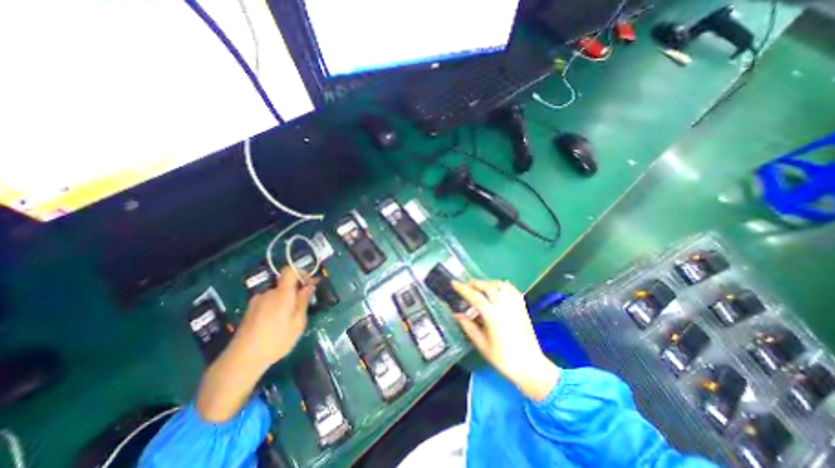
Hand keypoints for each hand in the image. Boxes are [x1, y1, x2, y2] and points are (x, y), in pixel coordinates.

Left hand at [235, 266, 320, 368]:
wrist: (241, 359)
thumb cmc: (276, 340)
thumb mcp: (298, 323)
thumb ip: (303, 301)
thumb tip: (309, 286)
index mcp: (282, 293)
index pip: (290, 270)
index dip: (302, 272)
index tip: (310, 283)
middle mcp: (268, 293)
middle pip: (285, 284)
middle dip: (296, 292)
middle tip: (303, 307)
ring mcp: (257, 301)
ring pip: (277, 294)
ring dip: (286, 301)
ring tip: (288, 320)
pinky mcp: (250, 310)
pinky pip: (268, 302)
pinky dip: (276, 307)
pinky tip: (275, 324)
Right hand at [454, 279, 555, 400]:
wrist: (531, 366)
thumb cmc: (504, 358)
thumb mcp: (482, 345)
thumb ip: (468, 327)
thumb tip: (456, 314)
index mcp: (492, 315)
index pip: (474, 296)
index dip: (463, 289)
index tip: (454, 283)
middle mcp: (504, 306)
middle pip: (487, 287)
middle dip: (475, 283)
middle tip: (465, 284)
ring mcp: (515, 305)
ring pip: (500, 285)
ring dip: (488, 282)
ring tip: (480, 286)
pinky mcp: (522, 307)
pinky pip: (512, 290)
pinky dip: (503, 285)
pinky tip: (498, 289)